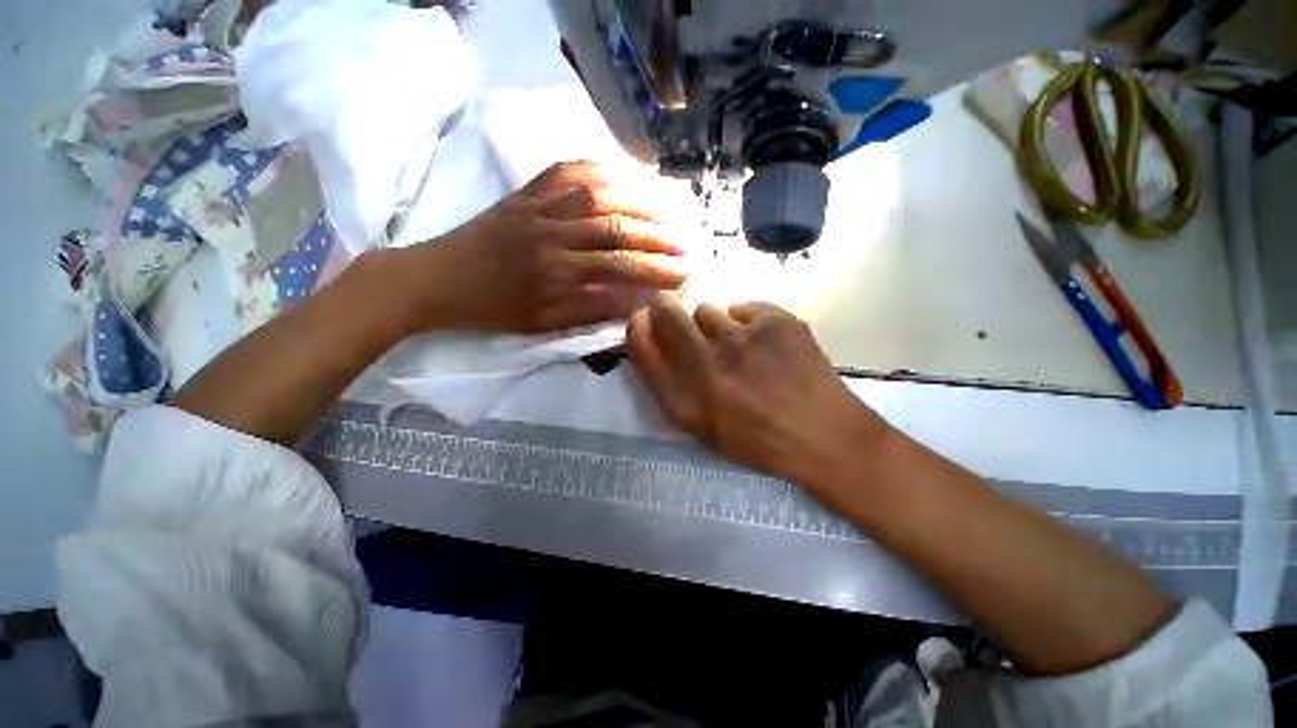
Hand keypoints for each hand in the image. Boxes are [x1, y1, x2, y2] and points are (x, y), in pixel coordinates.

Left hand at [393, 161, 687, 334]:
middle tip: (685, 246)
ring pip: (598, 198)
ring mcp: (538, 209)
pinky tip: (622, 176)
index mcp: (555, 276)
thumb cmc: (491, 309)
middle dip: (657, 240)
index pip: (619, 271)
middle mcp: (552, 236)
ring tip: (666, 213)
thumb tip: (632, 303)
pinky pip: (566, 172)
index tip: (681, 277)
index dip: (654, 273)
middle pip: (616, 232)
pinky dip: (599, 170)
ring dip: (638, 204)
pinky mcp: (524, 193)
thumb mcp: (541, 323)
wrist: (436, 279)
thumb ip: (589, 311)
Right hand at [626, 294, 891, 508]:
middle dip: (665, 309)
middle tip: (680, 317)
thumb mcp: (701, 426)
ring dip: (714, 326)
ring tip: (737, 346)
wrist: (823, 437)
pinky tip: (766, 344)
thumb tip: (653, 338)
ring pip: (708, 309)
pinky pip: (743, 307)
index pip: (640, 343)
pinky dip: (748, 322)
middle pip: (666, 312)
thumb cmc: (756, 438)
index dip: (638, 326)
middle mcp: (707, 364)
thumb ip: (669, 385)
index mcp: (684, 399)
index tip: (645, 320)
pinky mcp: (777, 321)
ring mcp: (744, 338)